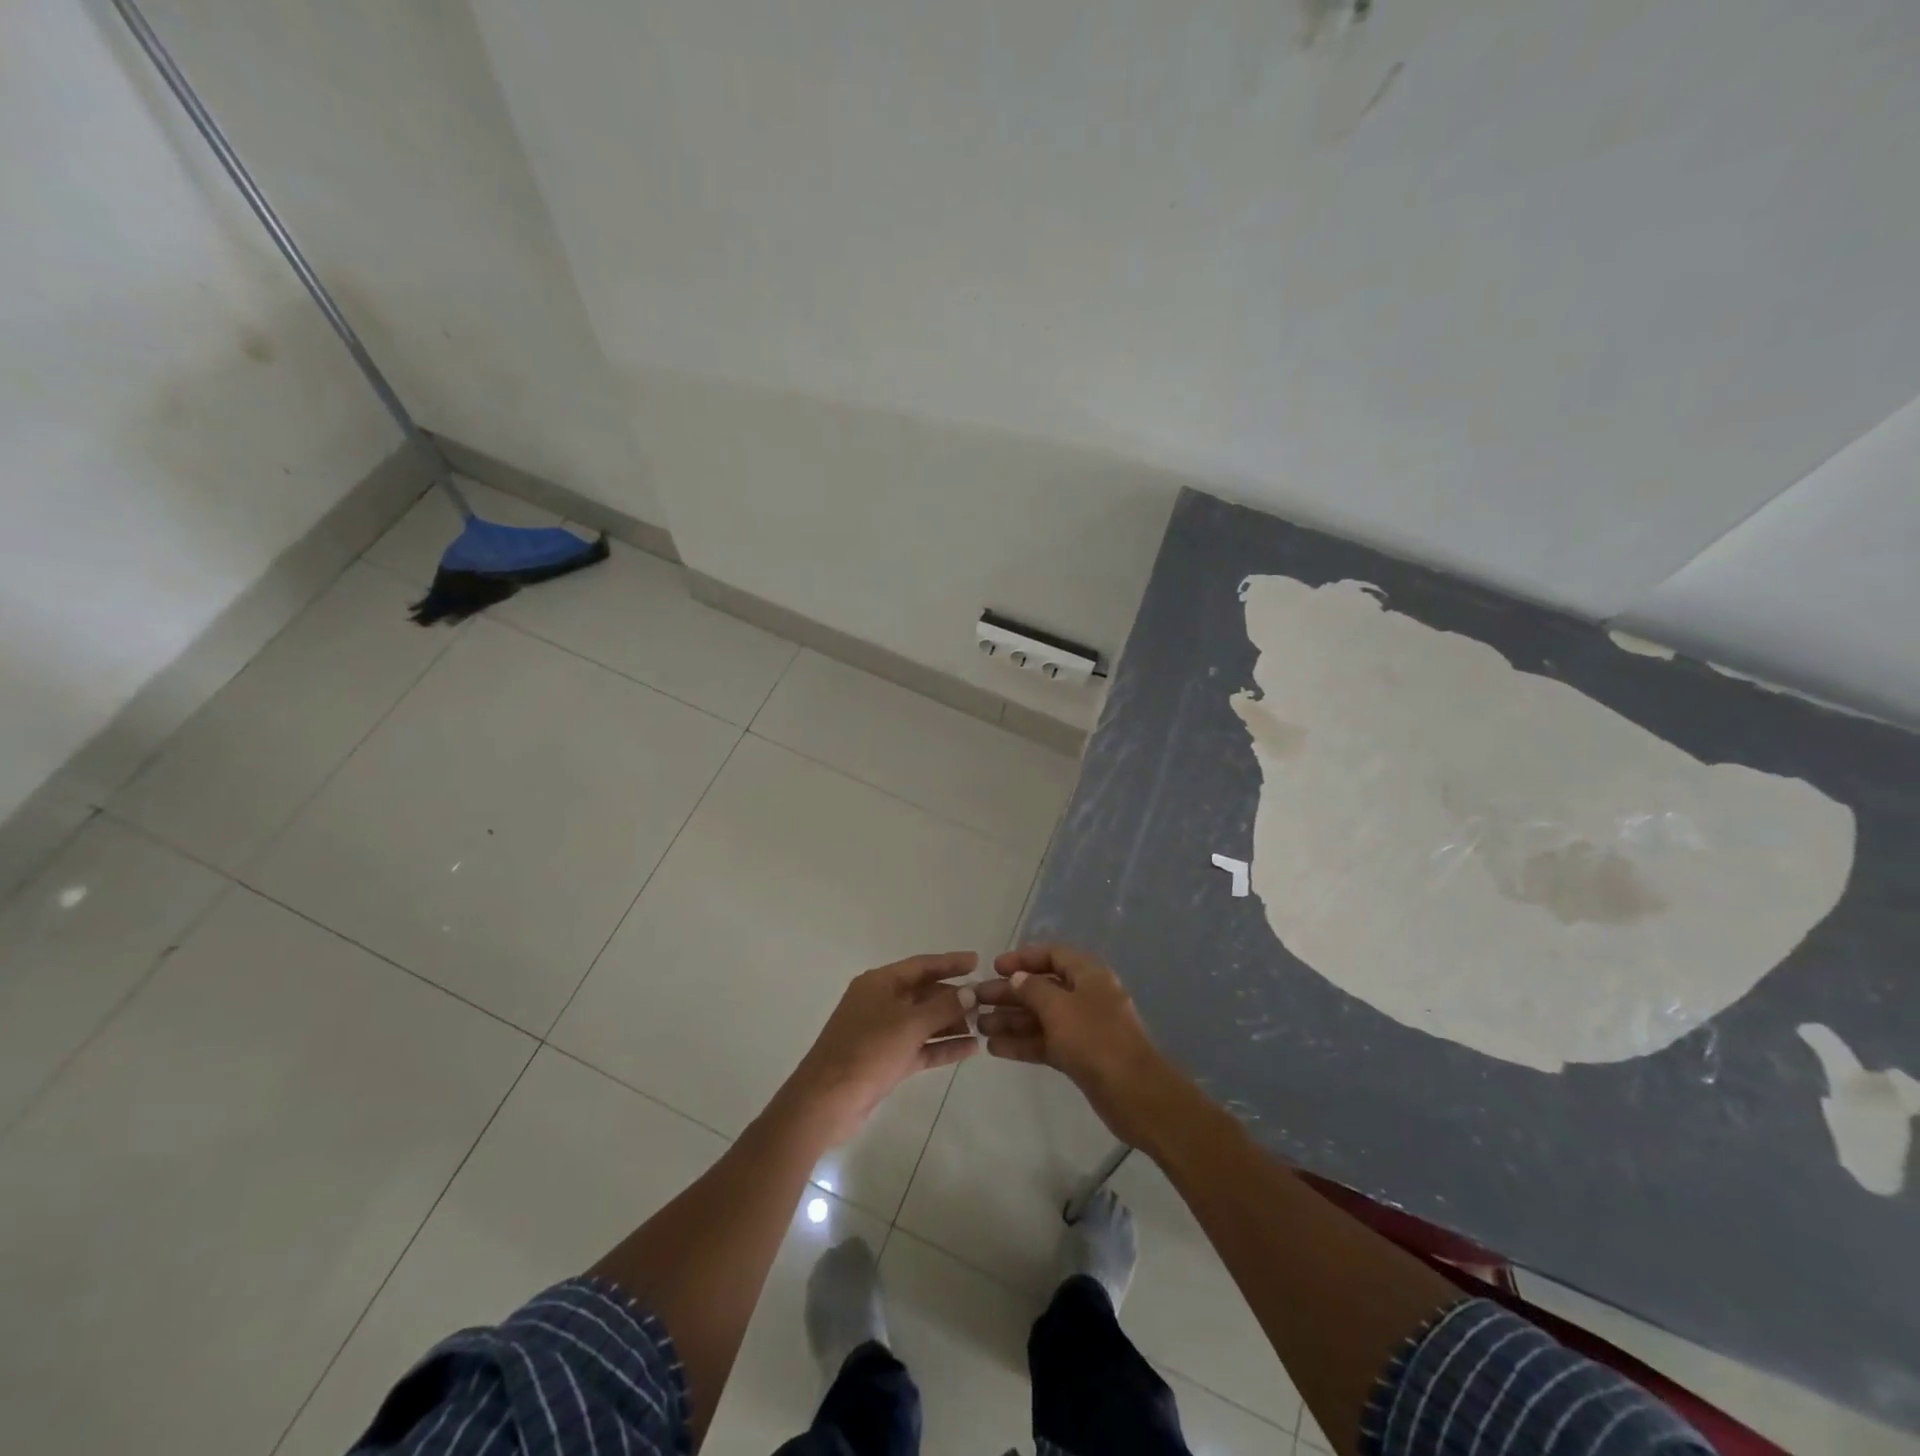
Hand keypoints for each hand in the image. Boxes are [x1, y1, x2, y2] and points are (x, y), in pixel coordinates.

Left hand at [775, 953, 978, 1147]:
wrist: (826, 1102)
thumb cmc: (867, 1051)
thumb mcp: (909, 1024)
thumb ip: (943, 1007)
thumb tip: (970, 992)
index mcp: (880, 983)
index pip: (921, 965)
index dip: (949, 963)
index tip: (977, 961)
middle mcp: (881, 1002)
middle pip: (923, 993)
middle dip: (954, 997)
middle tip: (986, 1000)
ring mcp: (882, 1032)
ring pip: (924, 1021)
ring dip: (951, 1022)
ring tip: (984, 1024)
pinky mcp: (886, 1060)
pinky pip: (920, 1046)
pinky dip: (942, 1046)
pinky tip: (971, 1048)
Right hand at [973, 943, 1178, 1145]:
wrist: (1134, 1093)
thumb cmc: (1095, 1038)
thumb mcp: (1059, 1007)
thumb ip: (1033, 989)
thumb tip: (1018, 978)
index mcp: (1088, 974)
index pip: (1053, 955)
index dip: (1023, 958)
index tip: (995, 967)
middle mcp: (1085, 996)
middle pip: (1042, 987)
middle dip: (1010, 993)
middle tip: (977, 999)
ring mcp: (1082, 1027)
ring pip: (1040, 1017)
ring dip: (1011, 1019)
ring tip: (979, 1025)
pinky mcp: (1078, 1055)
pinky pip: (1045, 1042)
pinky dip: (1022, 1043)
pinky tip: (994, 1048)